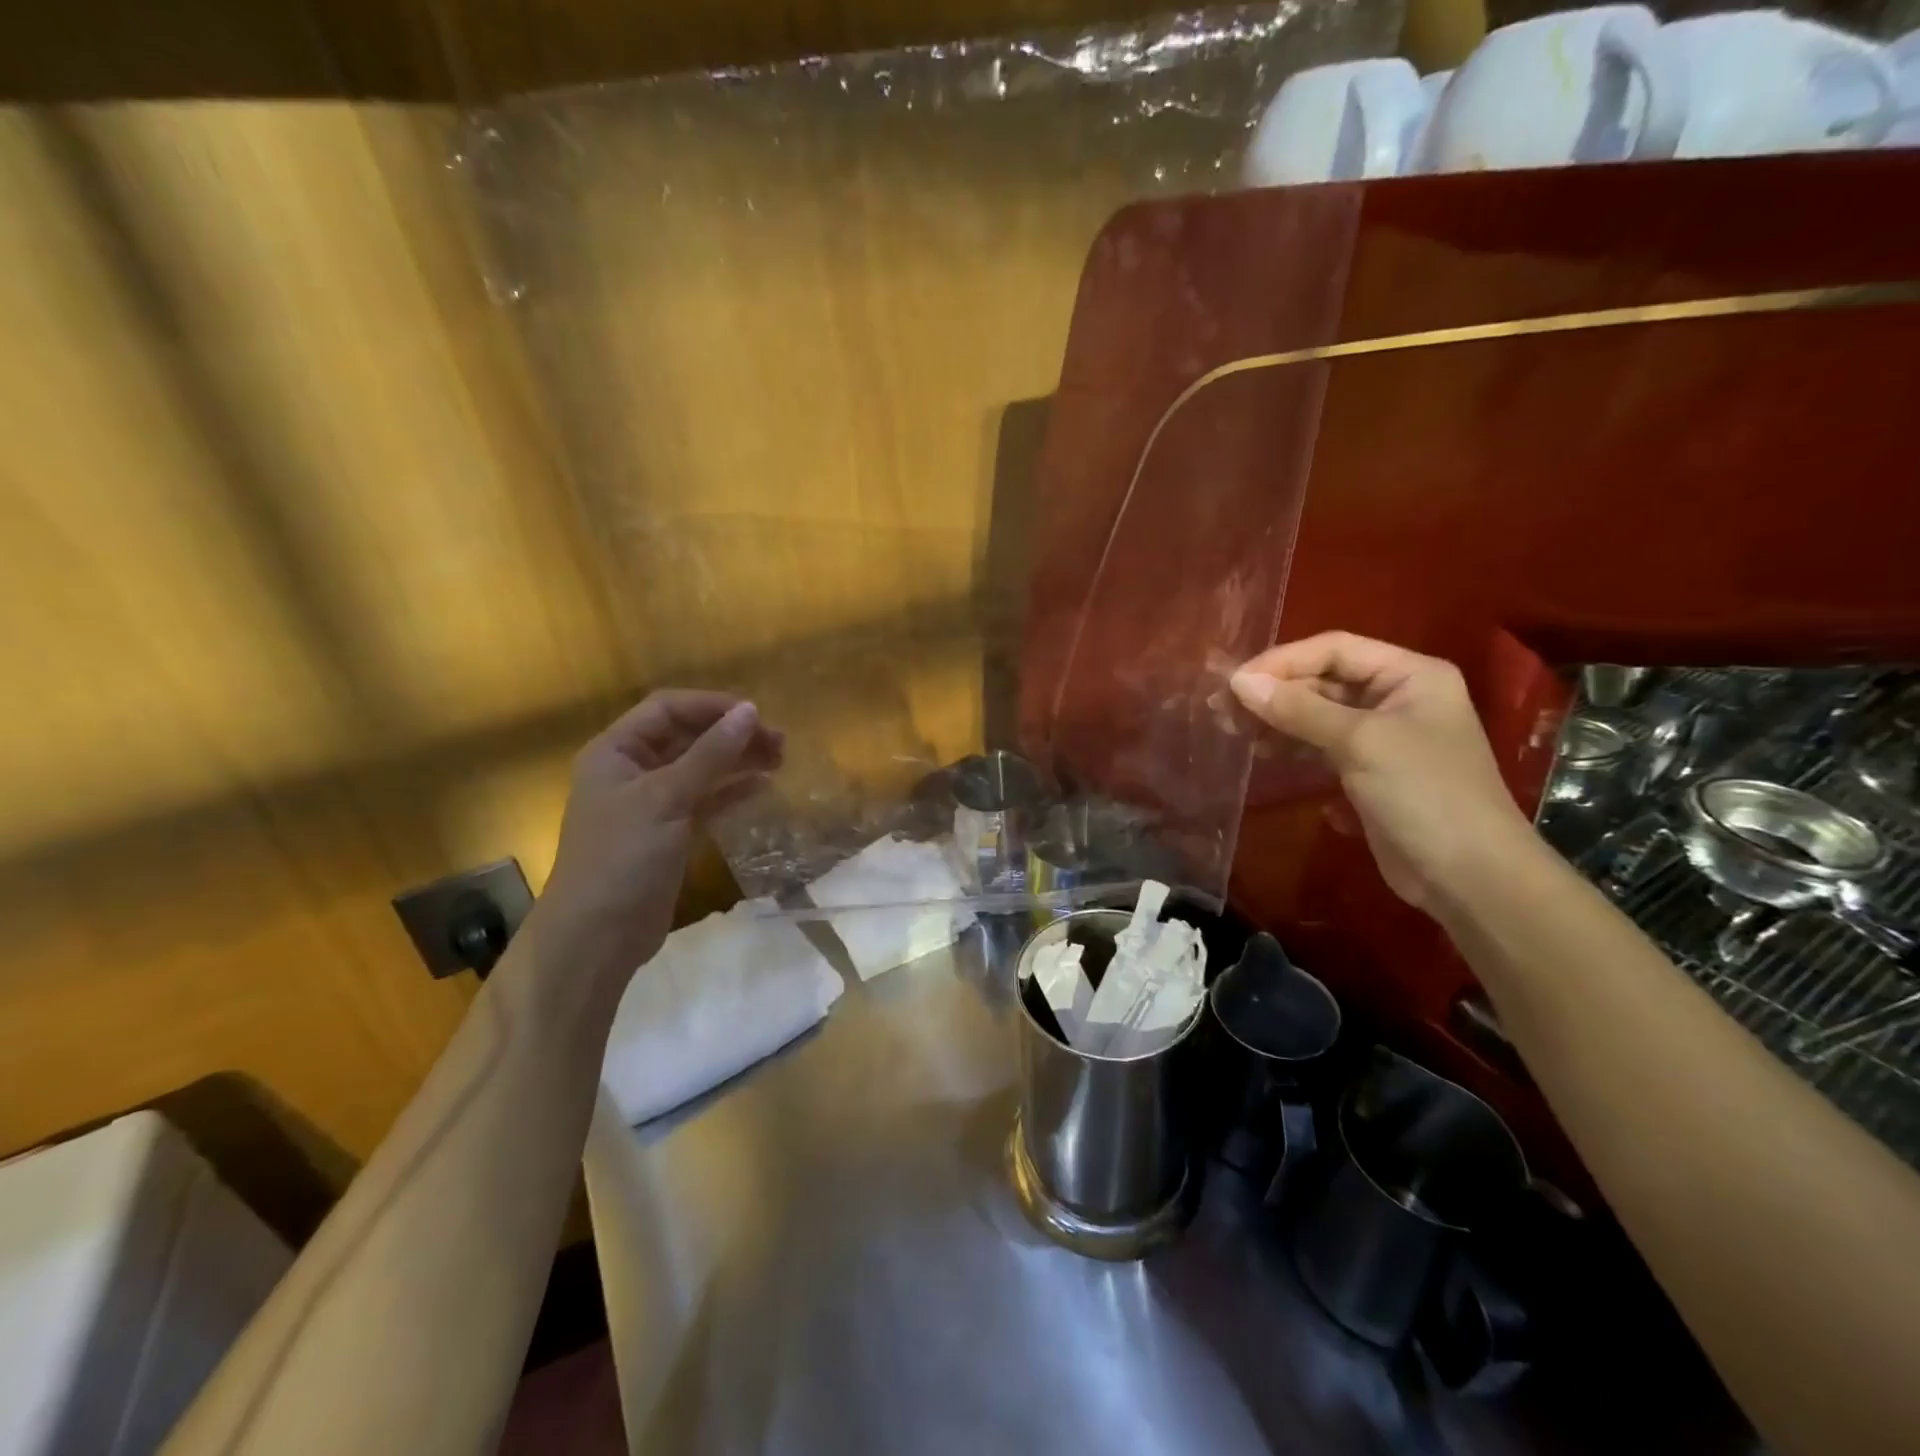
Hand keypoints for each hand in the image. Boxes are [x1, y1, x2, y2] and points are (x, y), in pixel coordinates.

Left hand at [528, 692, 783, 989]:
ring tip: (779, 760)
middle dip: (731, 735)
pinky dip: (732, 791)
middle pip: (687, 737)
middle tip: (779, 742)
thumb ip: (711, 754)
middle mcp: (632, 770)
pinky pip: (705, 800)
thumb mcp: (666, 798)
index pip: (667, 709)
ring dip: (737, 761)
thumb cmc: (622, 857)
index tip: (756, 715)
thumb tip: (750, 711)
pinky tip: (762, 788)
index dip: (711, 706)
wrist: (598, 936)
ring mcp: (651, 804)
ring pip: (701, 768)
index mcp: (616, 751)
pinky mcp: (669, 833)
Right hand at [1229, 632, 1531, 911]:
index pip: (1335, 649)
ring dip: (1278, 720)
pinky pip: (1322, 747)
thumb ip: (1298, 708)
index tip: (1235, 682)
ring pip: (1319, 715)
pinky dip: (1293, 747)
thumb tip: (1239, 682)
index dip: (1283, 661)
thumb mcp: (1359, 741)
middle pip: (1325, 680)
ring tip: (1233, 730)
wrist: (1469, 876)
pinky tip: (1262, 755)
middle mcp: (1398, 699)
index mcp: (1411, 675)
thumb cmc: (1423, 793)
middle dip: (1276, 692)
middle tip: (1223, 709)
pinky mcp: (1370, 773)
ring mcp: (1384, 738)